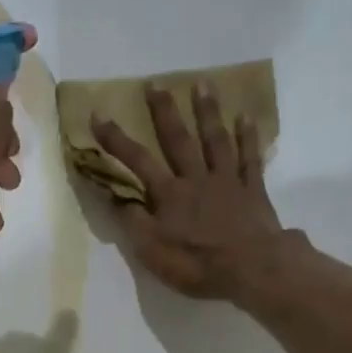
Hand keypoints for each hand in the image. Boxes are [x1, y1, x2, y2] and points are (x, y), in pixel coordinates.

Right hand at [90, 81, 289, 299]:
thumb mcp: (152, 251)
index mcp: (169, 194)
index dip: (116, 139)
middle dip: (164, 111)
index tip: (98, 114)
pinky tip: (246, 116)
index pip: (137, 161)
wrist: (252, 268)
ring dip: (207, 111)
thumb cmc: (198, 263)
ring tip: (202, 84)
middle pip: (178, 139)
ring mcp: (227, 181)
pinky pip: (250, 158)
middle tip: (156, 84)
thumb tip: (117, 197)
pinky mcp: (253, 190)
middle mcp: (196, 178)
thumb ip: (134, 221)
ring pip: (215, 140)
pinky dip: (248, 137)